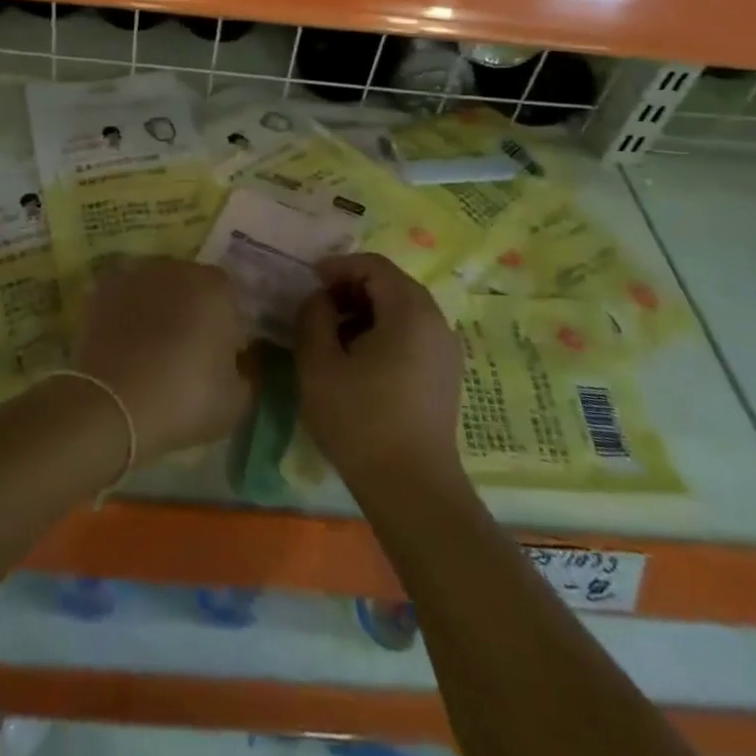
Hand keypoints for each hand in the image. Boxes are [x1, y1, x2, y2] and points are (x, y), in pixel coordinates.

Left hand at [73, 258, 255, 461]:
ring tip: (150, 351)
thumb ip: (247, 372)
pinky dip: (127, 315)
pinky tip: (124, 346)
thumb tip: (240, 362)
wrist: (114, 404)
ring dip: (159, 310)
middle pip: (193, 288)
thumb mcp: (236, 401)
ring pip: (157, 290)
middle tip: (187, 354)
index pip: (232, 302)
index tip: (223, 359)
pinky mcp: (103, 289)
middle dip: (193, 313)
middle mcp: (178, 269)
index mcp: (217, 287)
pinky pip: (126, 299)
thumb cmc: (185, 399)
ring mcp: (137, 274)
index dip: (229, 330)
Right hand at [295, 254, 464, 486]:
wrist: (412, 490)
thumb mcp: (319, 364)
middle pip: (391, 283)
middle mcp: (435, 321)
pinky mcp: (445, 374)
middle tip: (319, 305)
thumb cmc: (361, 421)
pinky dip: (384, 330)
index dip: (339, 266)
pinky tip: (359, 359)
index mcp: (409, 311)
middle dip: (352, 287)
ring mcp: (445, 349)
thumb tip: (320, 300)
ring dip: (367, 310)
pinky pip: (413, 333)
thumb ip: (314, 318)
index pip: (374, 266)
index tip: (310, 280)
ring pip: (402, 309)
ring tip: (334, 333)